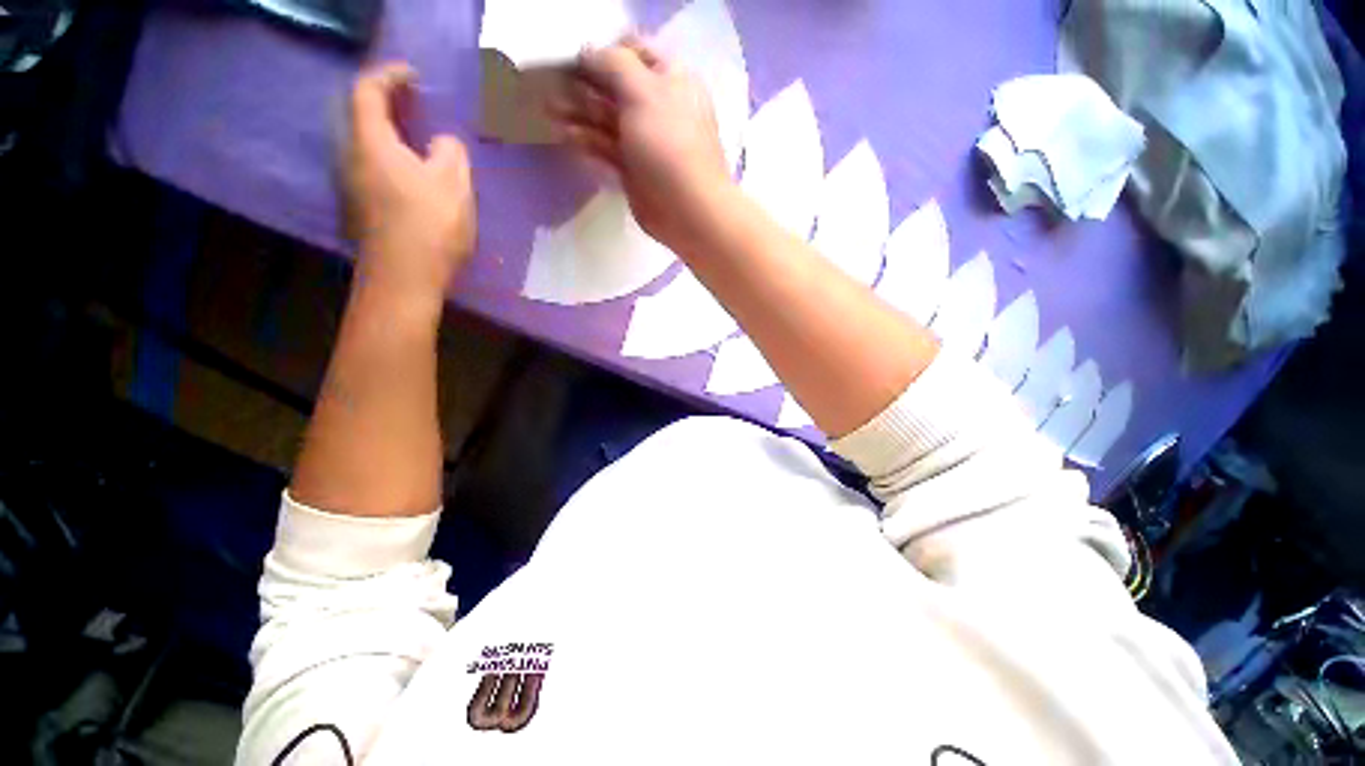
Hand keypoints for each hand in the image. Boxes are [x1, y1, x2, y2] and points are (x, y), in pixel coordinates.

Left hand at [343, 63, 476, 313]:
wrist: (403, 280)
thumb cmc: (429, 227)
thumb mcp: (454, 184)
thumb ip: (450, 152)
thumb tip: (441, 144)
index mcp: (370, 143)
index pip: (367, 91)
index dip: (389, 75)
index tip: (414, 76)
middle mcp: (350, 158)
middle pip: (358, 117)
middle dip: (385, 104)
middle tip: (414, 105)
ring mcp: (350, 186)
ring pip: (363, 146)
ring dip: (387, 135)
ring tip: (416, 141)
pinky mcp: (359, 210)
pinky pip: (369, 170)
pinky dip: (388, 160)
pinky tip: (411, 177)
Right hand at [552, 38, 732, 252]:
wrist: (687, 210)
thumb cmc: (669, 145)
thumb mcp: (643, 91)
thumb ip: (613, 64)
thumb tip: (588, 51)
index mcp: (671, 80)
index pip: (635, 51)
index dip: (605, 50)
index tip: (575, 56)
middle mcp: (658, 108)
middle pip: (616, 87)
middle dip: (584, 82)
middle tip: (551, 82)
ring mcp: (645, 142)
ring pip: (608, 120)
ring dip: (579, 112)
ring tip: (549, 109)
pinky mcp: (634, 171)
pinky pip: (607, 150)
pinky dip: (587, 142)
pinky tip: (565, 135)